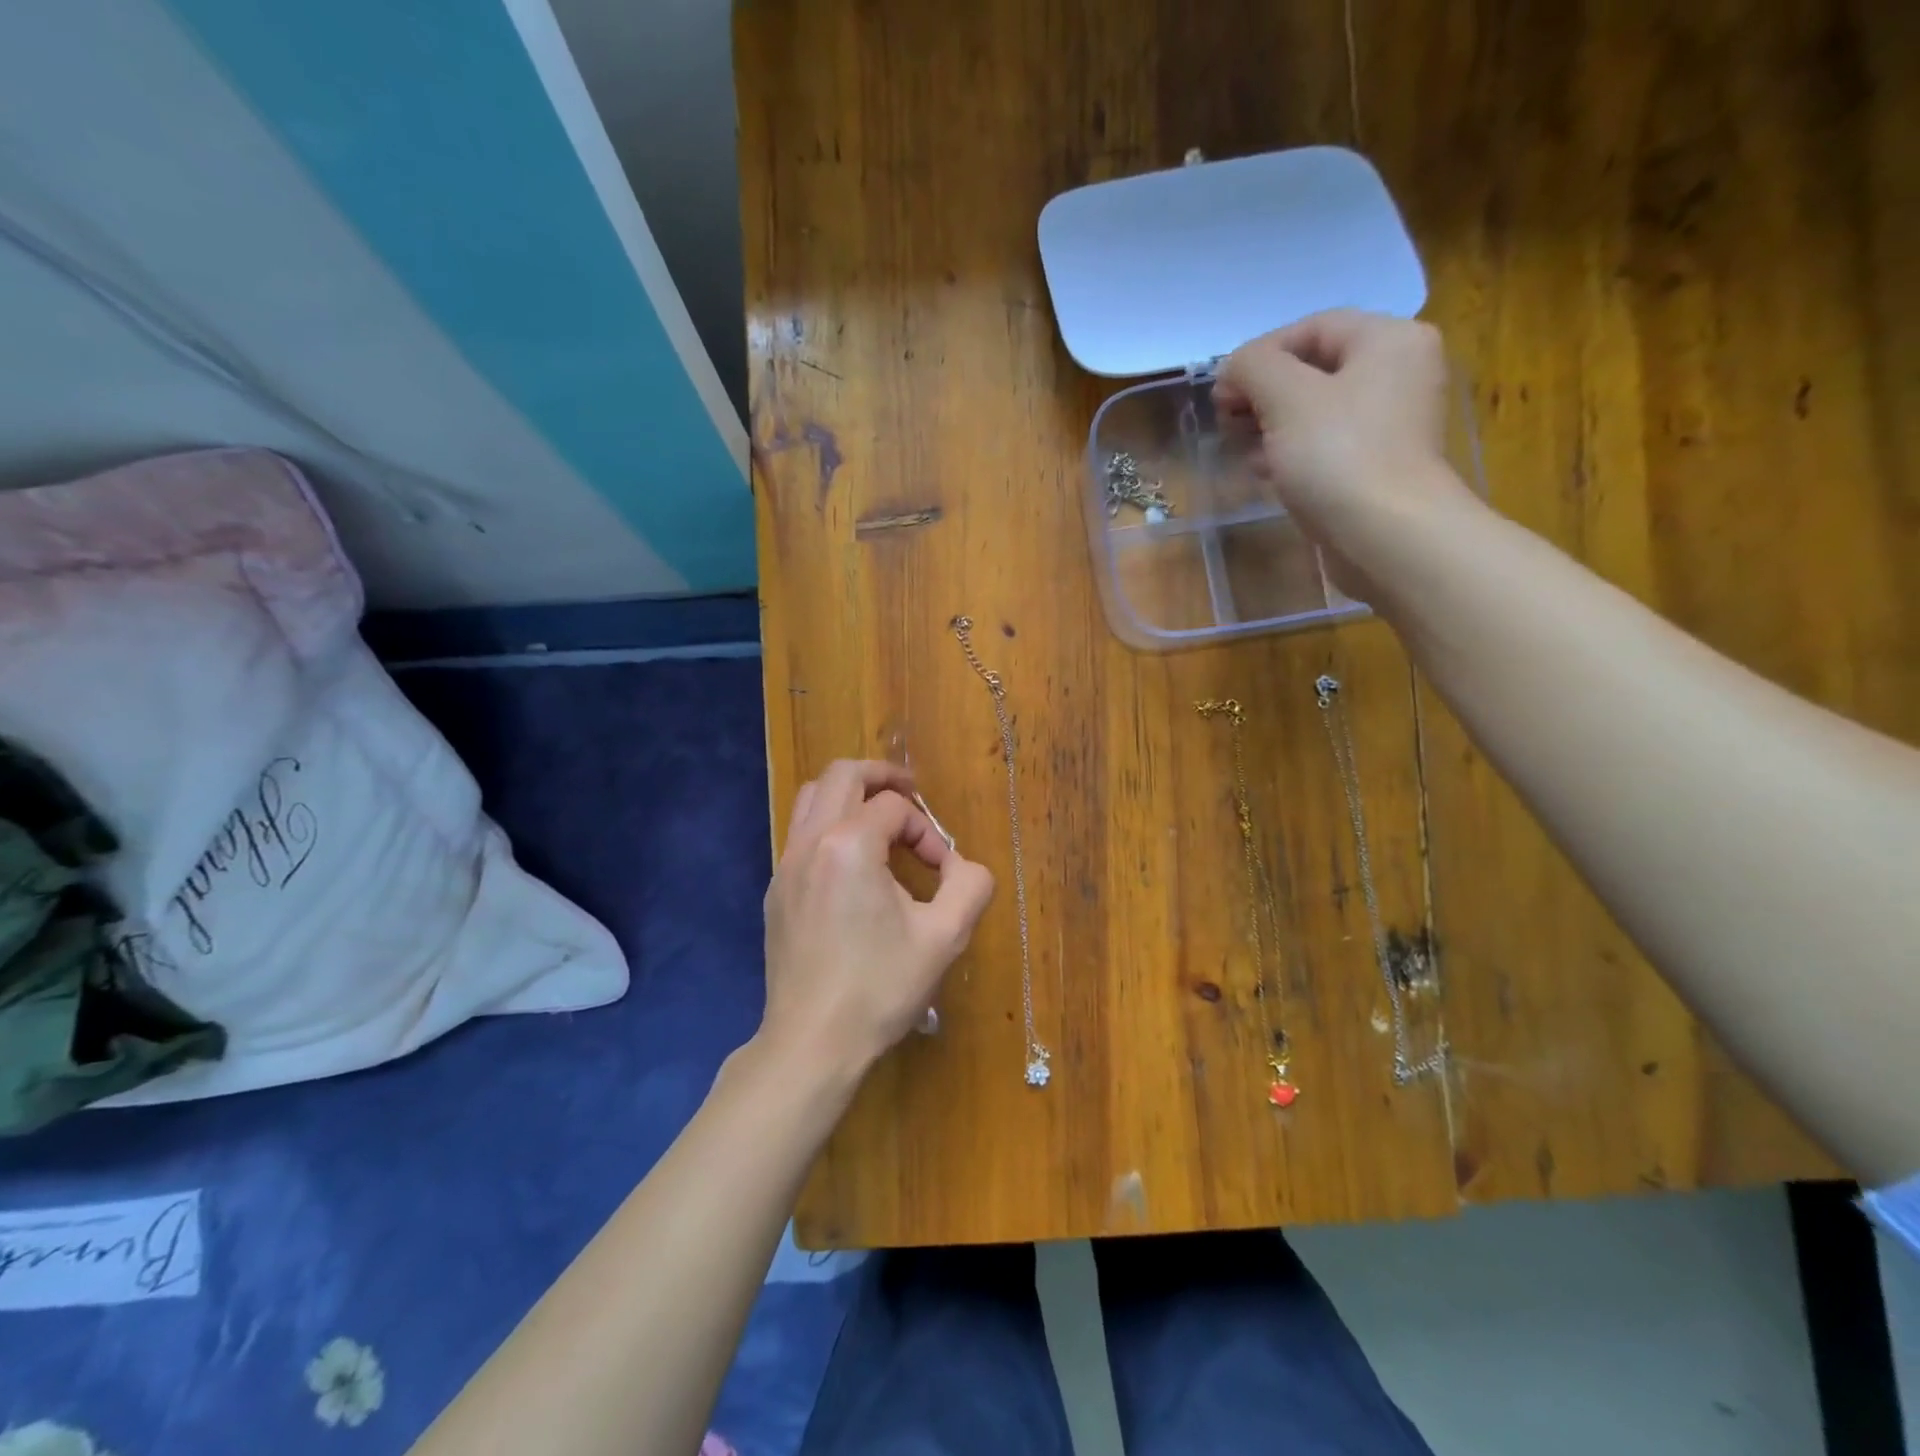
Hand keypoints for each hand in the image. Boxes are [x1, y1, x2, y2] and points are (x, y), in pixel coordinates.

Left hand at [759, 759, 994, 1084]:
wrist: (812, 1043)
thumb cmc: (880, 988)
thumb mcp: (945, 937)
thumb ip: (970, 884)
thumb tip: (961, 866)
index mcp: (849, 845)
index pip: (894, 806)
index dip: (927, 830)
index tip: (941, 870)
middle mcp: (810, 842)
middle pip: (842, 775)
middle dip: (882, 777)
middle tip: (911, 795)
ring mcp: (785, 866)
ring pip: (812, 798)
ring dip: (851, 797)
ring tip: (882, 821)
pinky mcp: (776, 891)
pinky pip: (802, 834)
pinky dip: (831, 827)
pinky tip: (855, 866)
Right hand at [1215, 310, 1482, 597]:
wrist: (1387, 535)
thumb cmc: (1338, 455)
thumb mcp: (1285, 397)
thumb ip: (1253, 367)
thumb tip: (1234, 368)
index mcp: (1388, 339)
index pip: (1311, 328)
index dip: (1259, 355)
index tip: (1221, 391)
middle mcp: (1399, 371)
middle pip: (1314, 368)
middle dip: (1263, 393)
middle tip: (1226, 421)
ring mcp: (1392, 421)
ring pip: (1317, 410)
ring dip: (1271, 425)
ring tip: (1239, 449)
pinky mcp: (1379, 464)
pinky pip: (1328, 444)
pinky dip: (1292, 452)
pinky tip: (1264, 472)